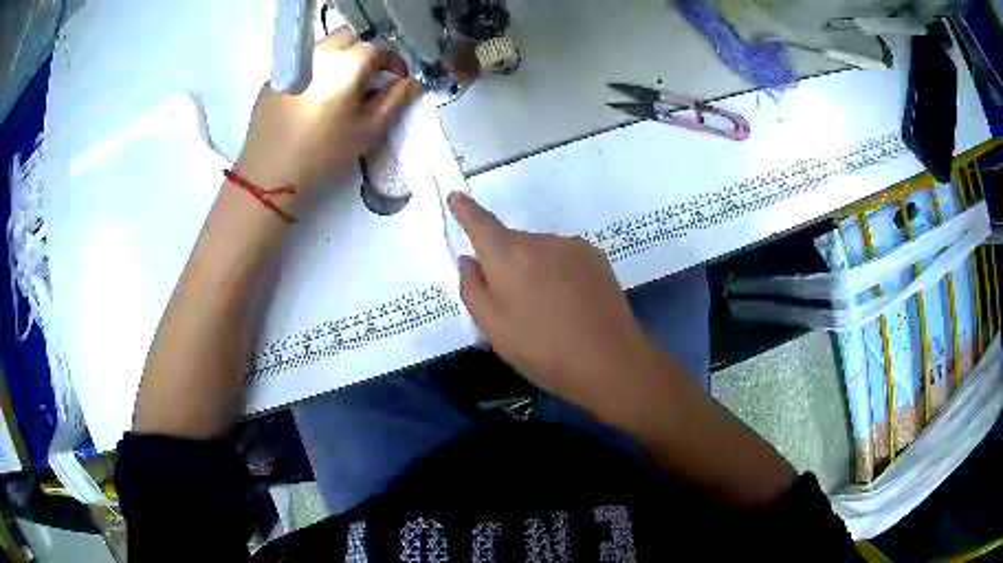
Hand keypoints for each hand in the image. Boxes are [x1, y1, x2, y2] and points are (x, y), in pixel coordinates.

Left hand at [236, 27, 419, 200]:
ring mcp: (293, 64)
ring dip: (337, 59)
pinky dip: (313, 71)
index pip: (377, 48)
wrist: (270, 175)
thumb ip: (394, 101)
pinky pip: (301, 63)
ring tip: (338, 87)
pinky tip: (311, 98)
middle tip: (365, 79)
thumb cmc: (324, 154)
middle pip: (348, 38)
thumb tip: (410, 82)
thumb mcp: (367, 131)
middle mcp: (319, 54)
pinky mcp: (274, 78)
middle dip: (362, 53)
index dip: (391, 62)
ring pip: (323, 47)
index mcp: (346, 64)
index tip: (395, 79)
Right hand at [448, 192, 665, 418]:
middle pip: (512, 242)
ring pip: (540, 250)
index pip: (481, 223)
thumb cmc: (542, 350)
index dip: (466, 210)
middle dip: (505, 263)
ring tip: (546, 309)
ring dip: (534, 268)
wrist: (610, 361)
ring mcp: (572, 246)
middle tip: (513, 304)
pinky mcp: (597, 257)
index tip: (456, 197)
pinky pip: (564, 256)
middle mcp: (541, 240)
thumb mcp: (493, 328)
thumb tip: (469, 260)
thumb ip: (473, 288)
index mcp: (509, 256)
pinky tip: (569, 303)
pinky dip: (557, 271)